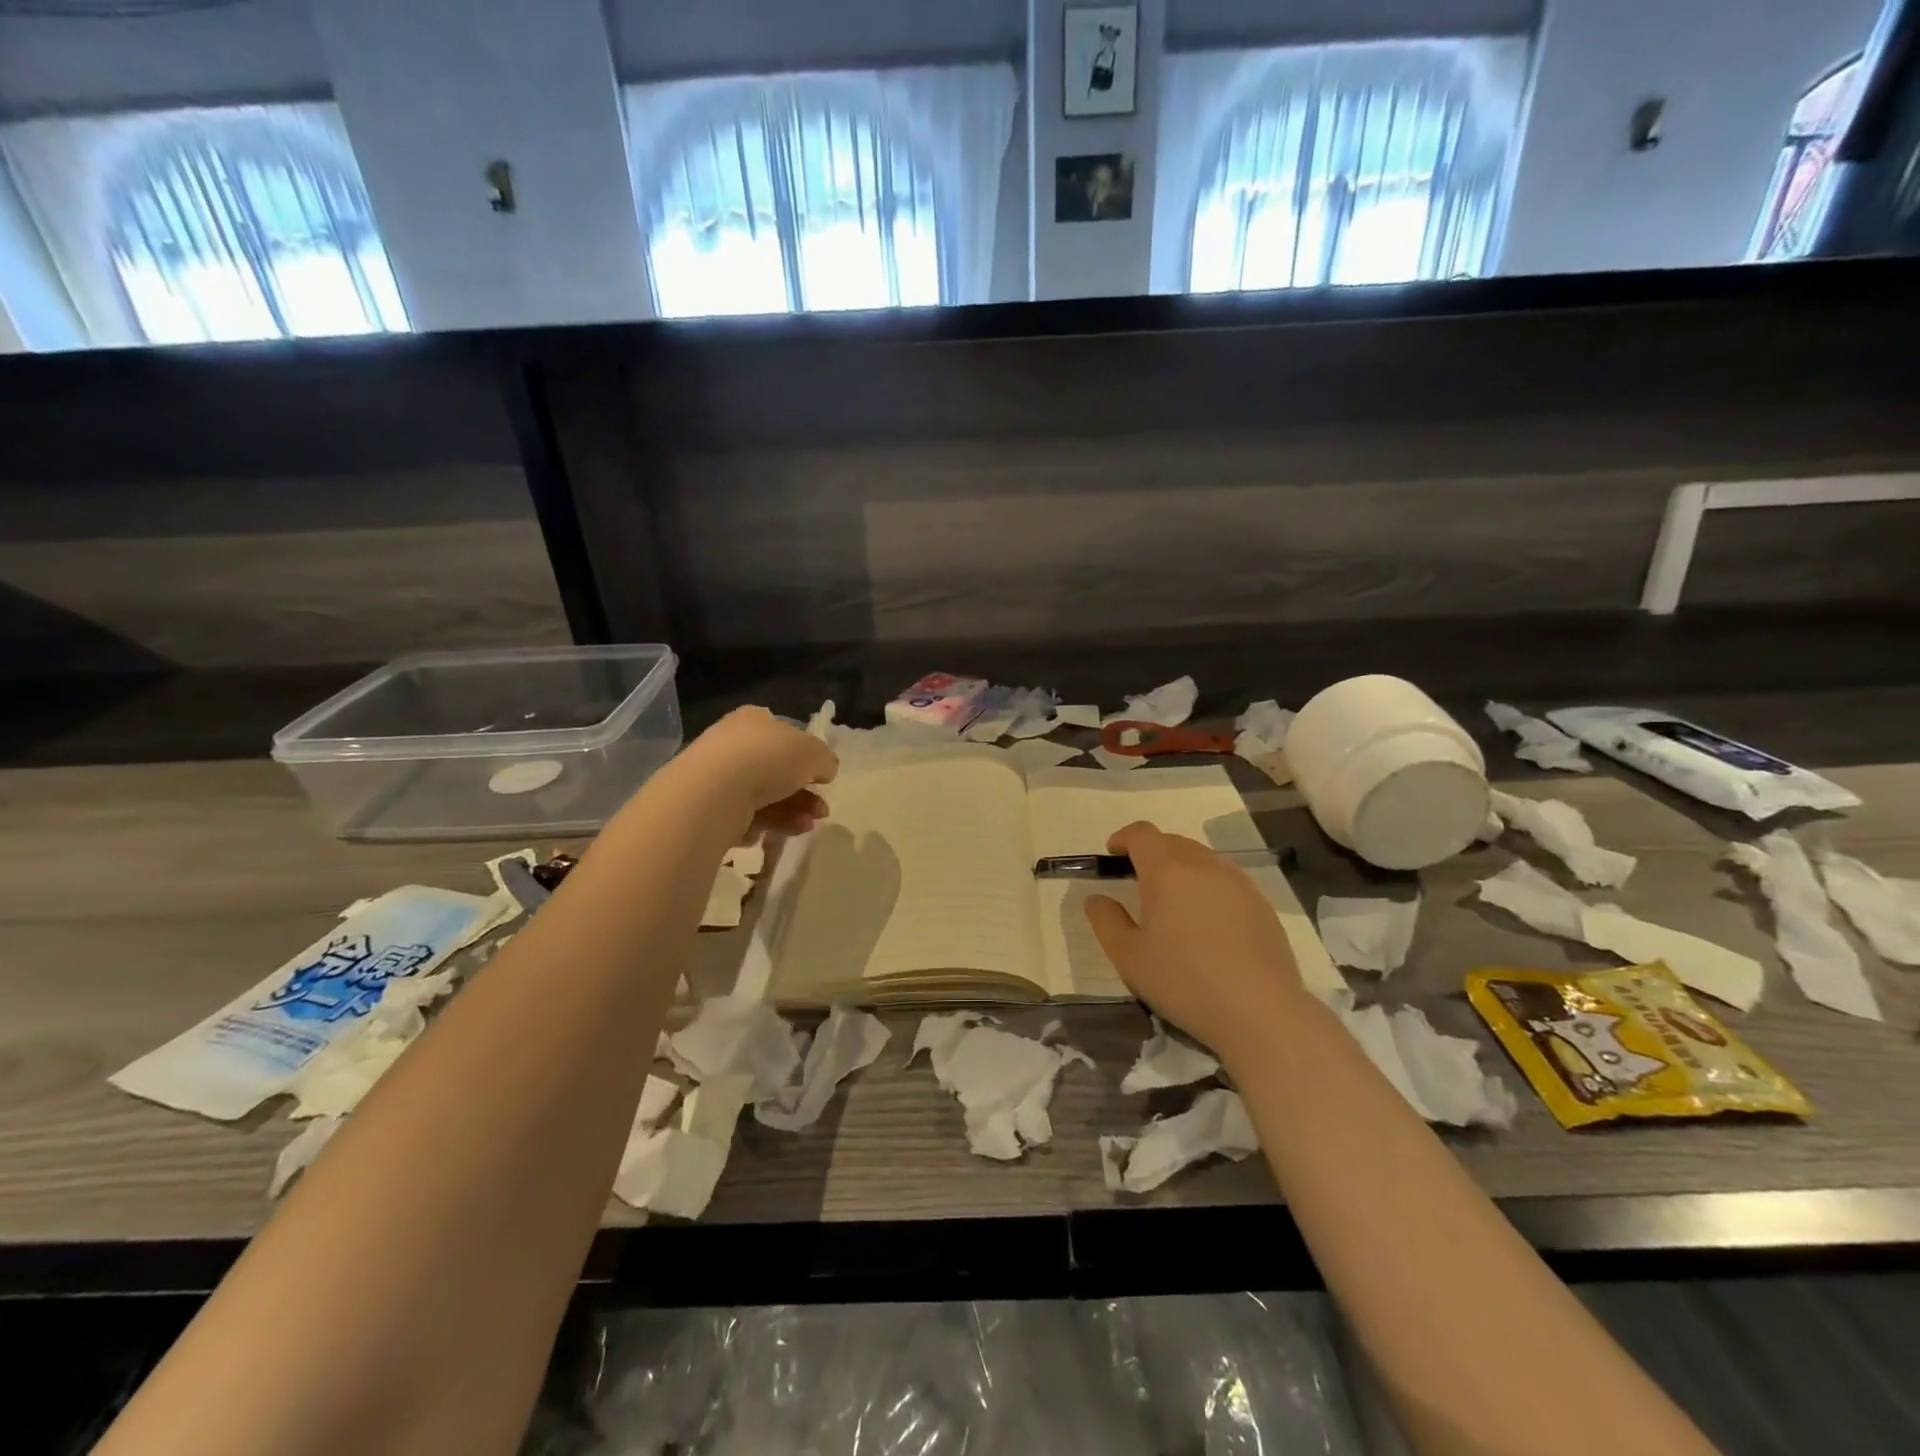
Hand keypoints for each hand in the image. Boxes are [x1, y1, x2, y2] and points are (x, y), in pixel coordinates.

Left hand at [677, 707, 838, 838]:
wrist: (715, 793)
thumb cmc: (767, 759)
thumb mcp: (813, 753)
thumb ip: (824, 760)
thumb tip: (826, 769)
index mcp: (754, 720)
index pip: (783, 734)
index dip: (806, 756)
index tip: (822, 777)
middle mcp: (732, 744)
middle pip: (776, 771)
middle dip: (803, 794)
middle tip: (822, 811)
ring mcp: (717, 777)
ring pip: (763, 798)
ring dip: (791, 813)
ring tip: (806, 826)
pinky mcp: (707, 809)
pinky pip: (742, 819)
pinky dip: (761, 827)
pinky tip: (769, 834)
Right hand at [1084, 822, 1306, 1060]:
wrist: (1260, 1011)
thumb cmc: (1184, 981)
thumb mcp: (1128, 957)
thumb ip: (1106, 920)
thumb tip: (1096, 898)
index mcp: (1167, 870)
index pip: (1142, 833)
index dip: (1124, 838)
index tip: (1114, 854)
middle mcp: (1204, 865)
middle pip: (1173, 842)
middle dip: (1152, 853)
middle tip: (1139, 882)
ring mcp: (1239, 883)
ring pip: (1203, 859)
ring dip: (1183, 868)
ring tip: (1175, 902)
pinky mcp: (1262, 905)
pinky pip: (1228, 881)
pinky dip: (1210, 888)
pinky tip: (1209, 924)